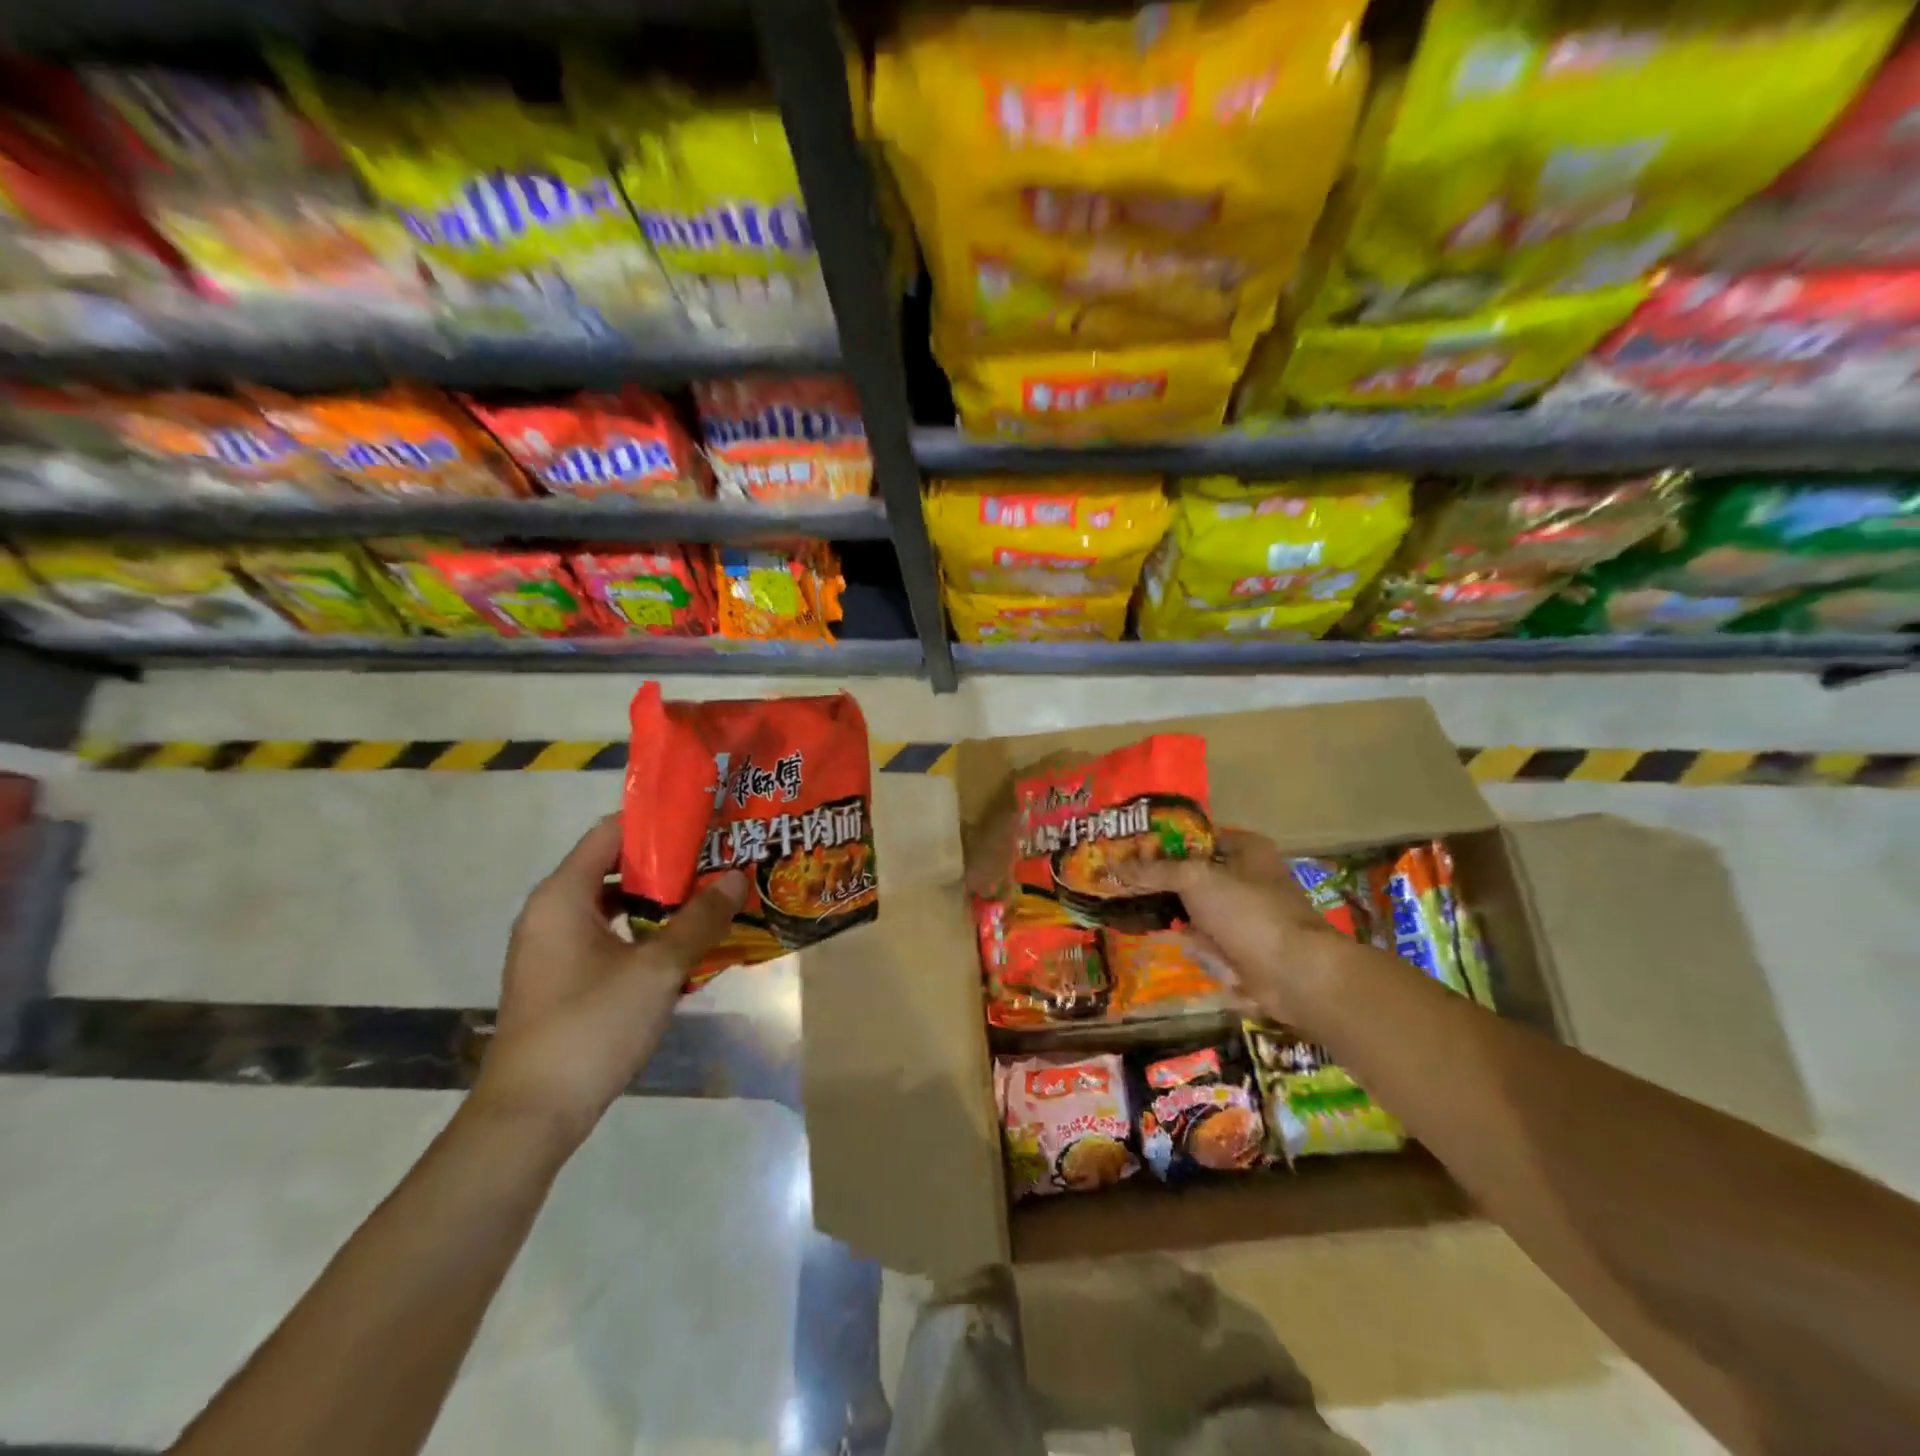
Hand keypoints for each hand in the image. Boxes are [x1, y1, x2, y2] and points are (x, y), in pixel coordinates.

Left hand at [471, 815, 745, 1150]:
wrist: (531, 1116)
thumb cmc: (591, 1027)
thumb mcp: (657, 969)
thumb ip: (699, 919)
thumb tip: (737, 876)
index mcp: (563, 895)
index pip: (611, 831)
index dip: (658, 822)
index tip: (706, 822)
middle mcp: (551, 912)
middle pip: (615, 865)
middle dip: (668, 862)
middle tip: (719, 859)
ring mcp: (553, 947)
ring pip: (613, 903)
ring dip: (659, 900)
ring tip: (710, 897)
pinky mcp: (561, 977)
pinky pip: (607, 935)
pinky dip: (642, 930)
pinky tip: (682, 944)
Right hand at [1118, 829, 1351, 1024]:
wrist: (1295, 974)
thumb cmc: (1249, 912)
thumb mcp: (1196, 879)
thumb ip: (1155, 870)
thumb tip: (1116, 864)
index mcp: (1247, 849)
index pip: (1196, 836)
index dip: (1164, 842)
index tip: (1130, 850)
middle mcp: (1249, 877)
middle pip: (1195, 873)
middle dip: (1164, 881)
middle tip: (1124, 882)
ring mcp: (1247, 914)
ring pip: (1198, 908)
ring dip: (1174, 913)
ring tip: (1134, 910)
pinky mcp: (1244, 947)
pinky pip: (1208, 938)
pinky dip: (1192, 941)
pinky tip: (1166, 939)